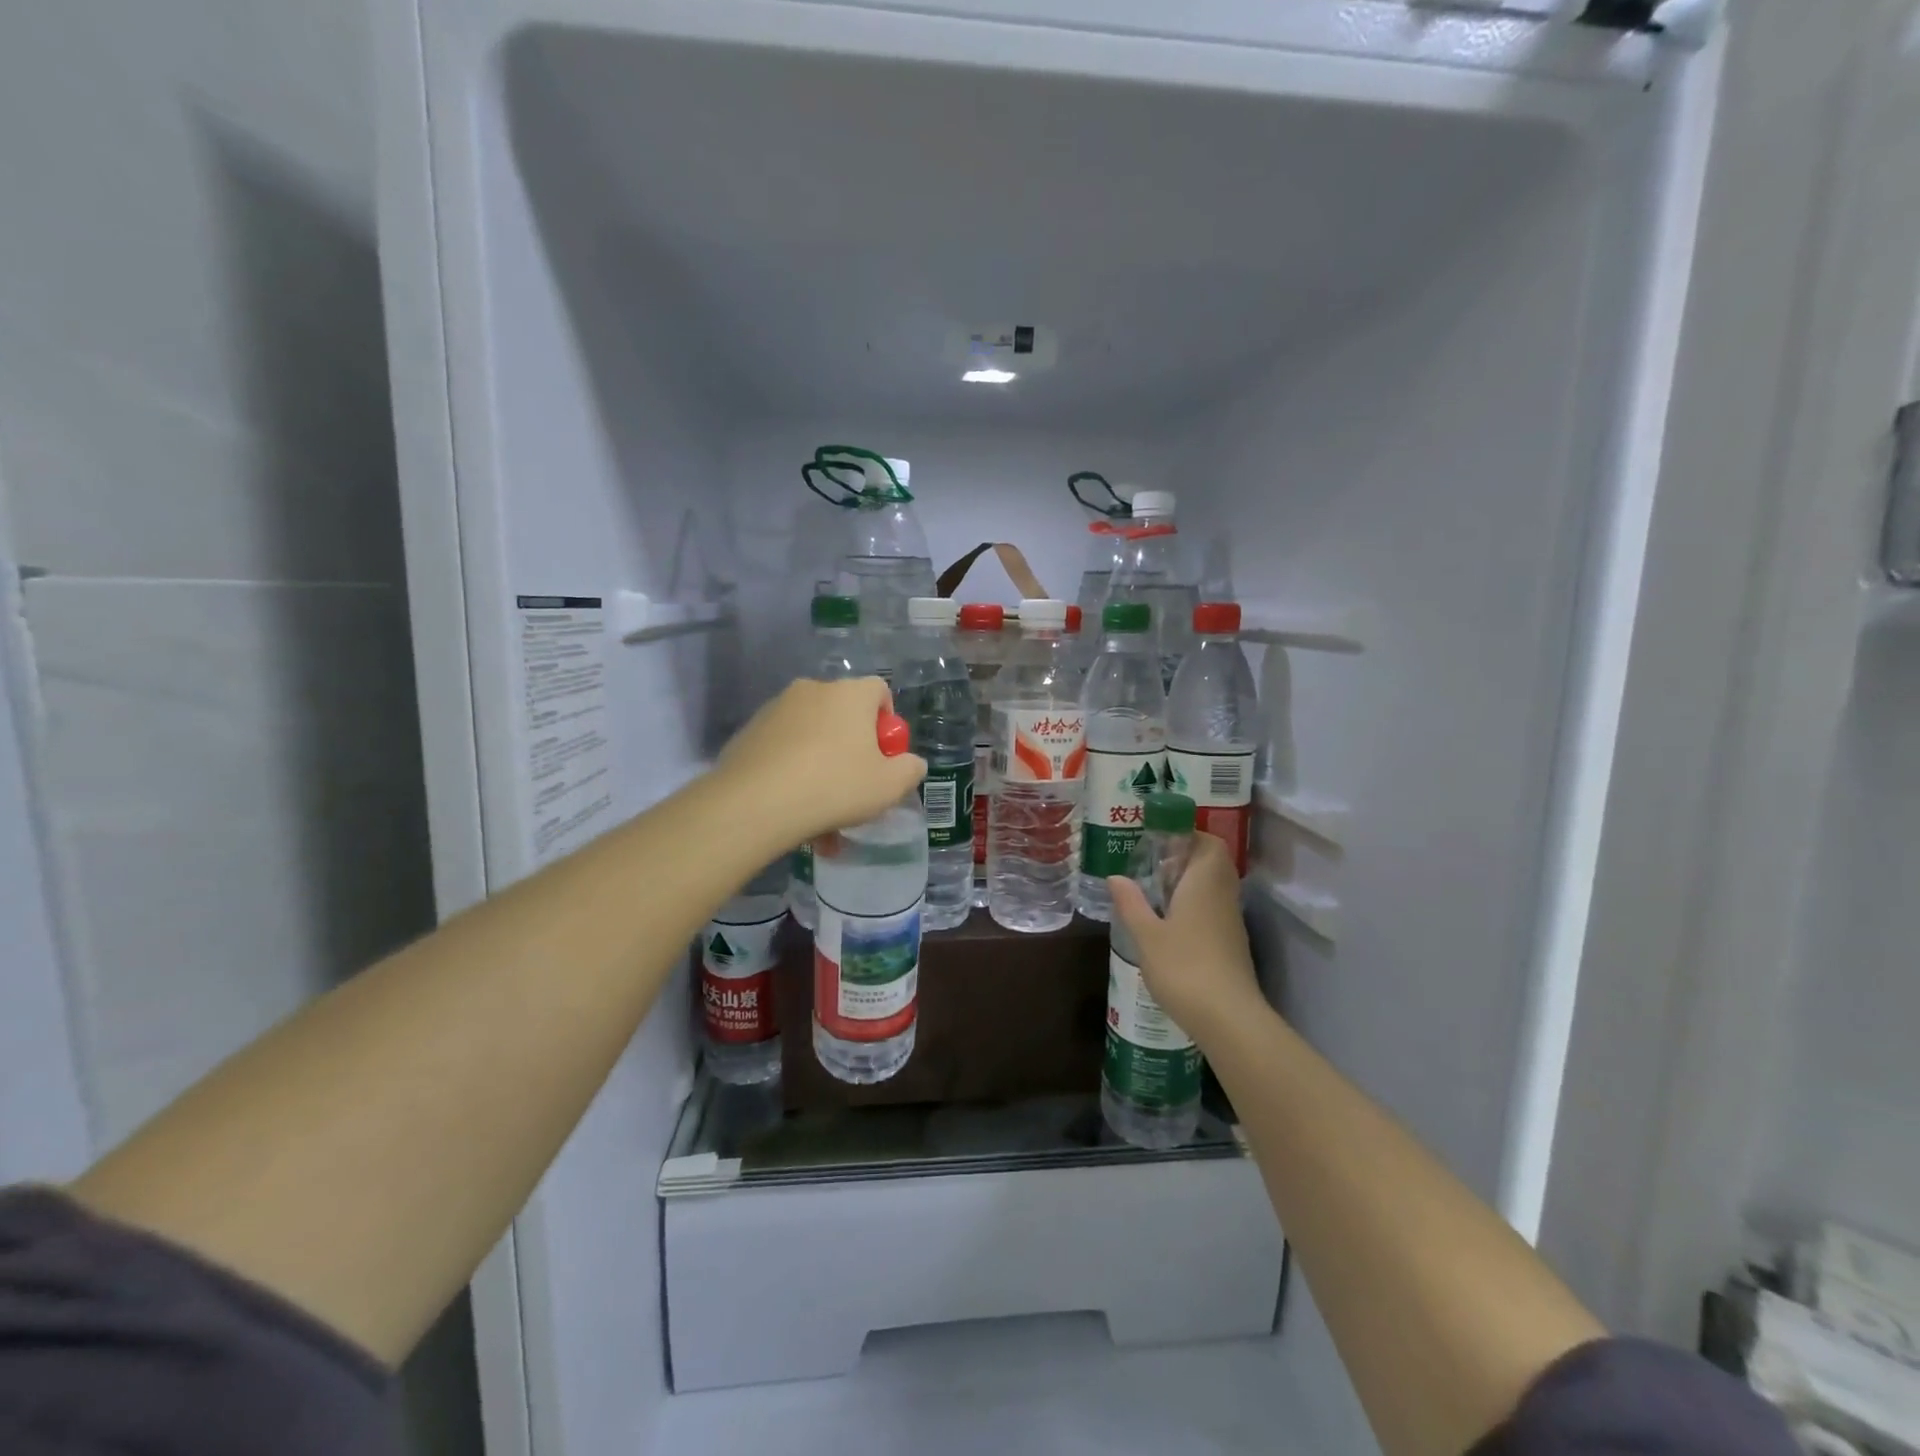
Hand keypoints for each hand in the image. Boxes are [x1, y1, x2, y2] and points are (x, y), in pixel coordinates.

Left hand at [716, 677, 926, 850]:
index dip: (887, 722)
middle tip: (855, 786)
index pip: (879, 690)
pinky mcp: (749, 732)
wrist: (755, 803)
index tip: (884, 756)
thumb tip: (911, 763)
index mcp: (850, 694)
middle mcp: (813, 690)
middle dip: (852, 748)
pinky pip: (783, 749)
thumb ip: (910, 770)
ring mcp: (776, 709)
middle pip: (843, 714)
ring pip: (811, 736)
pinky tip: (792, 809)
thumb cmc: (835, 786)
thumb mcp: (889, 787)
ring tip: (822, 814)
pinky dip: (792, 772)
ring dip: (822, 766)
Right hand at [1107, 833, 1264, 1047]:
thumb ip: (1130, 902)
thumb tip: (1115, 876)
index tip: (1160, 839)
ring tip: (1156, 893)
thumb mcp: (1146, 934)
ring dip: (1190, 883)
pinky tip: (1170, 924)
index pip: (1208, 842)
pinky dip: (1195, 905)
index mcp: (1204, 883)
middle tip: (1154, 866)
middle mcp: (1223, 895)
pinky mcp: (1231, 944)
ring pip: (1215, 887)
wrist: (1228, 1018)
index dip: (1188, 835)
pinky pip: (1214, 908)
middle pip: (1213, 862)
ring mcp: (1230, 921)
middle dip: (1186, 857)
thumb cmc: (1184, 967)